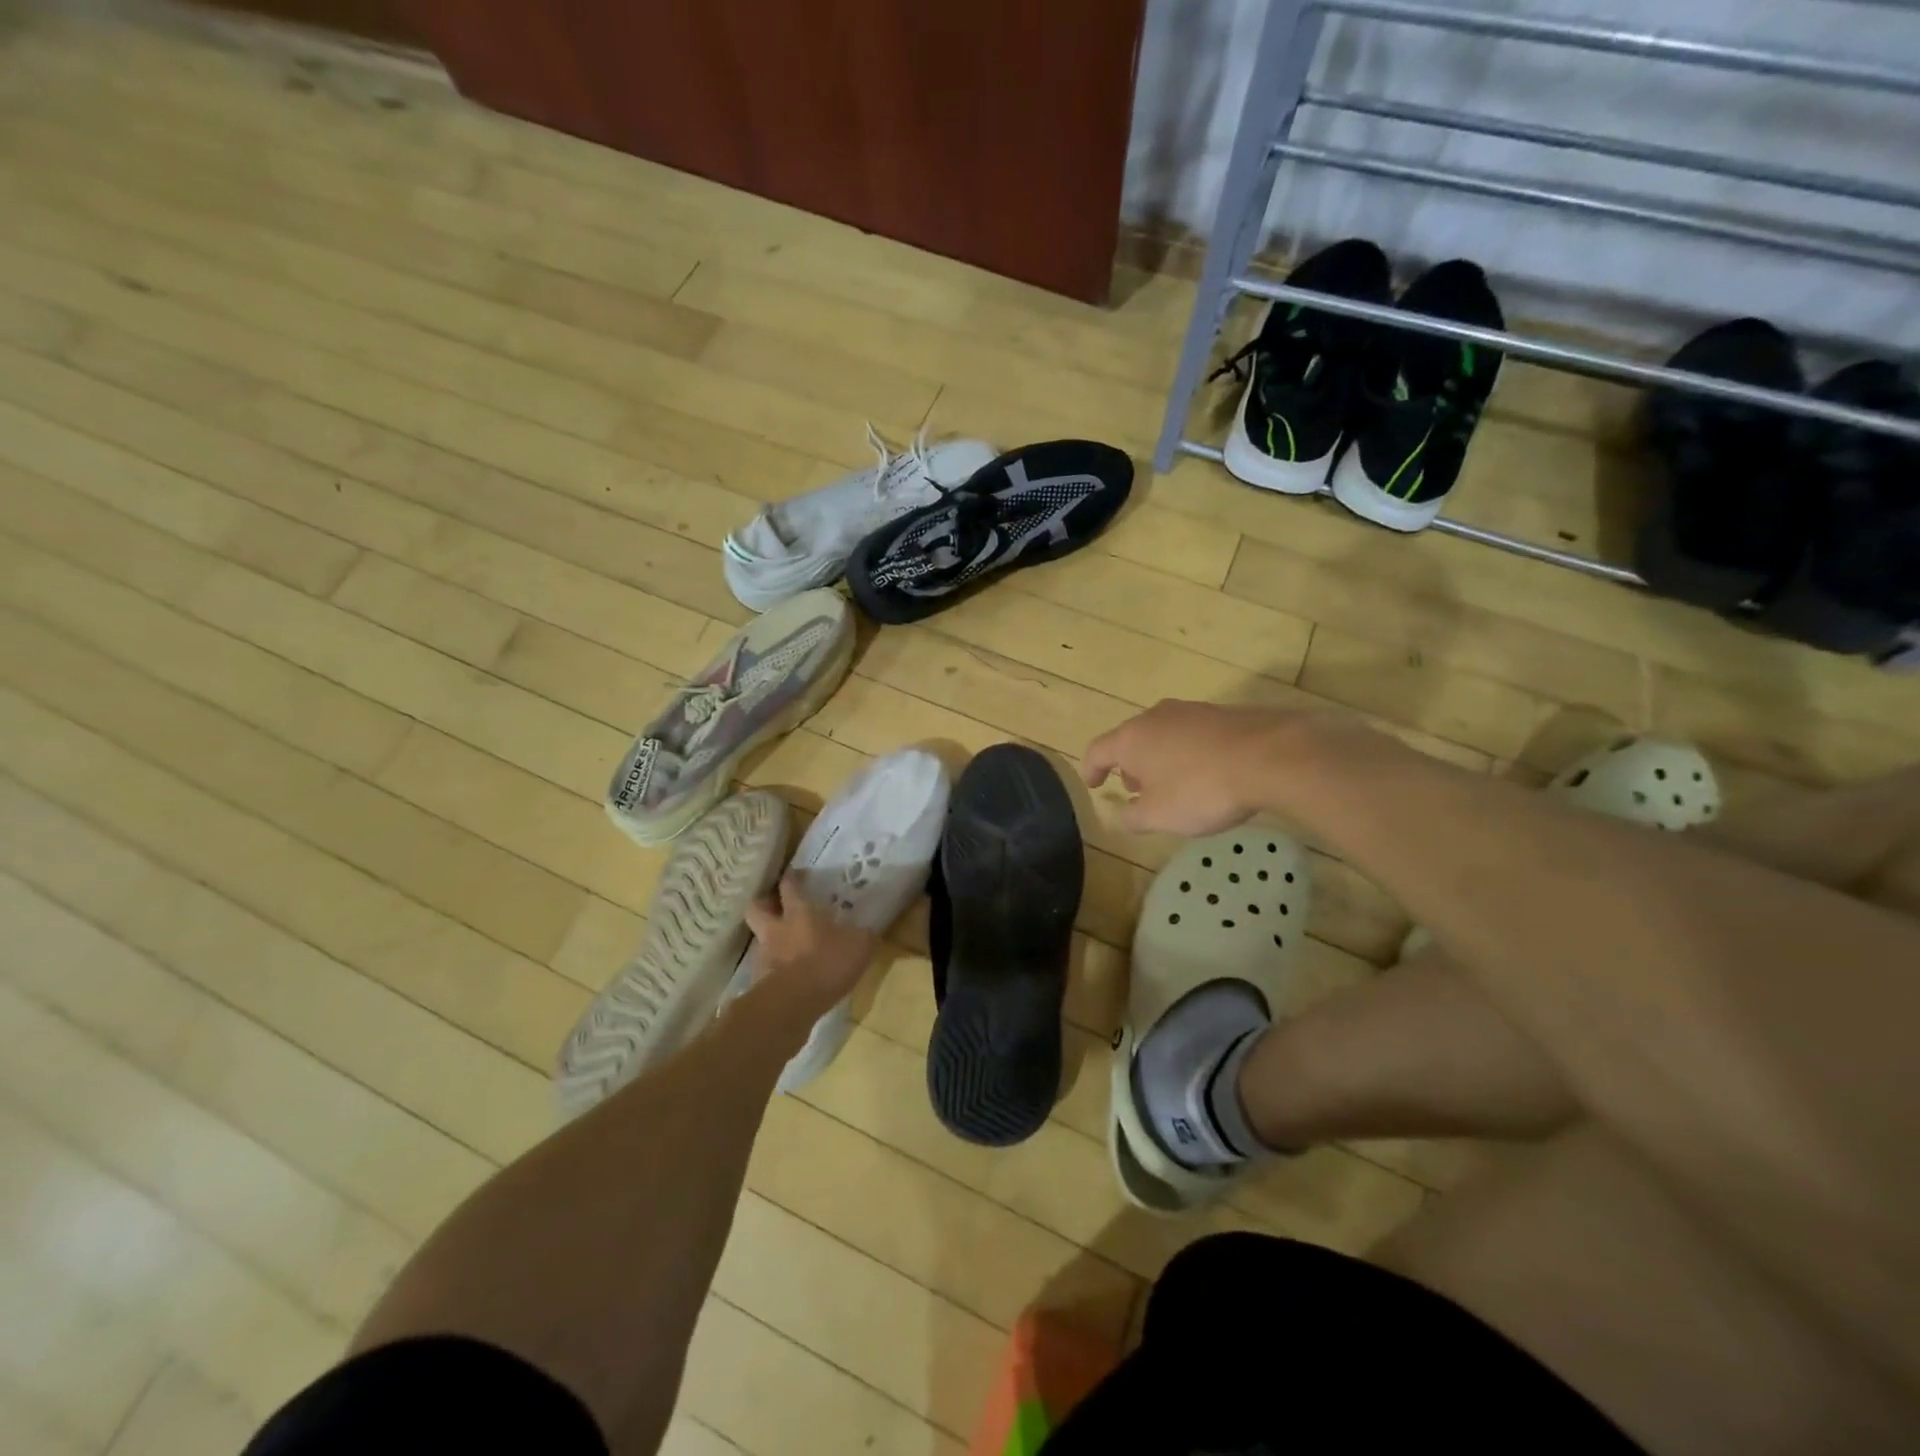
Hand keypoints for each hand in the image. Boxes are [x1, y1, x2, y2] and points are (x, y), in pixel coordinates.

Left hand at [743, 876, 877, 1011]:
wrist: (794, 1002)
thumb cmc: (827, 962)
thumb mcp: (859, 946)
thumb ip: (862, 936)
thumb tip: (867, 931)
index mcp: (799, 912)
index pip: (790, 886)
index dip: (792, 878)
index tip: (796, 874)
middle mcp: (776, 929)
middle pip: (757, 907)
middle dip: (764, 903)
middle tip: (775, 905)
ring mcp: (763, 955)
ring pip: (759, 939)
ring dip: (769, 939)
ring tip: (786, 947)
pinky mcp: (759, 982)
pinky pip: (764, 968)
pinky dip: (773, 969)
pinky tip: (788, 976)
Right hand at [1083, 700, 1306, 835]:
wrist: (1270, 756)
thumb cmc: (1201, 789)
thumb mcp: (1160, 816)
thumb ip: (1134, 817)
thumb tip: (1124, 814)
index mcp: (1132, 738)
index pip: (1098, 750)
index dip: (1091, 769)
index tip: (1094, 785)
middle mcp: (1156, 717)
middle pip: (1131, 739)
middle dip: (1130, 765)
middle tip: (1137, 790)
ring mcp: (1191, 711)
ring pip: (1163, 735)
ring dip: (1160, 759)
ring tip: (1172, 785)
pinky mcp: (1223, 714)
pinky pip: (1193, 735)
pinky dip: (1188, 753)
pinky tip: (1206, 774)